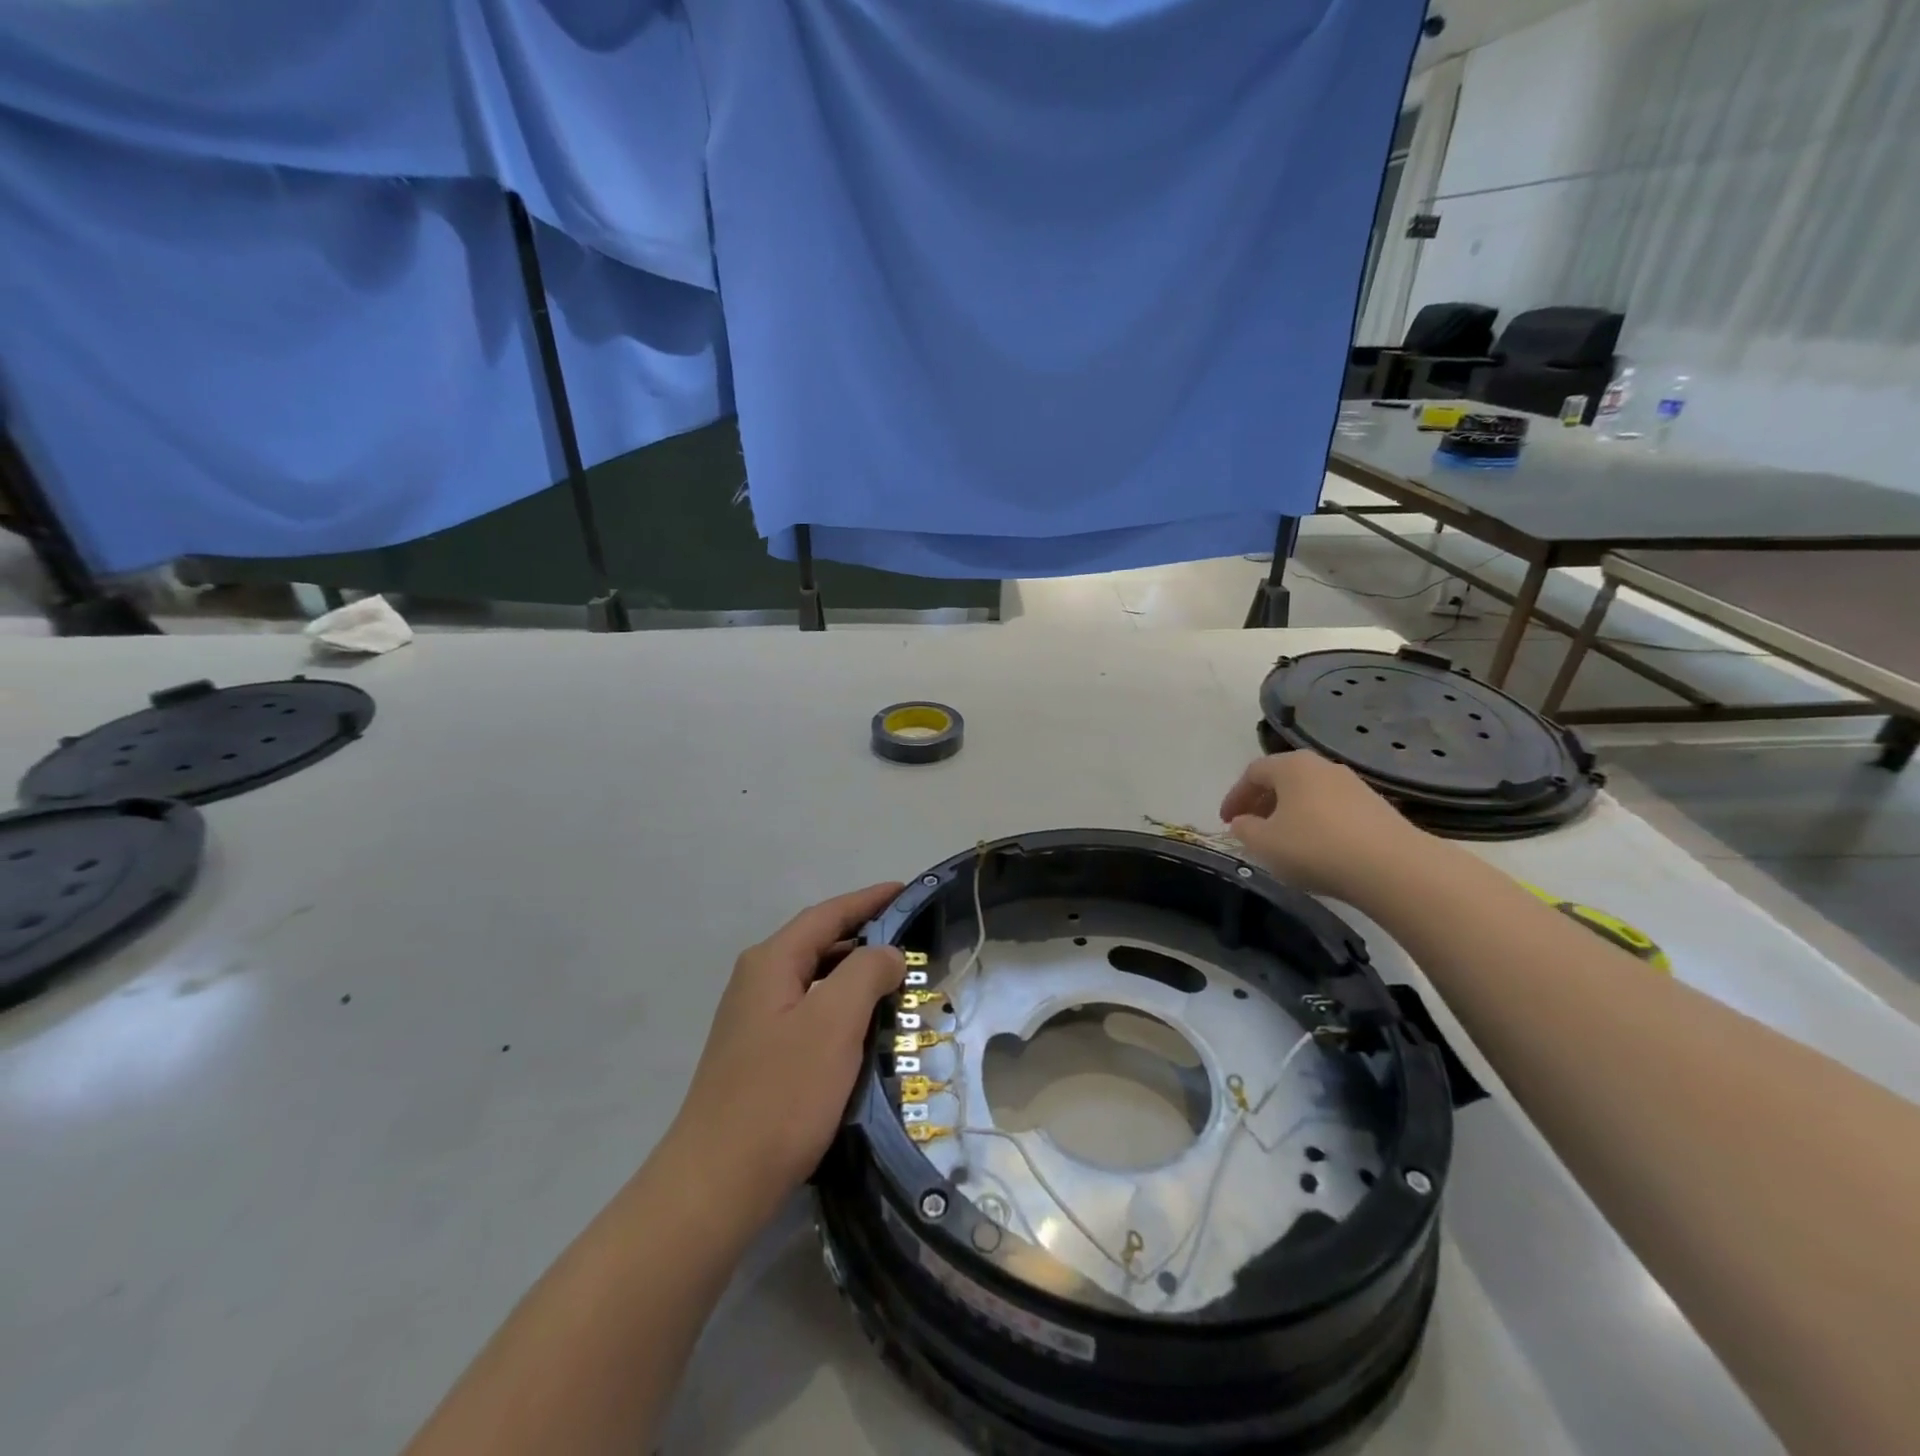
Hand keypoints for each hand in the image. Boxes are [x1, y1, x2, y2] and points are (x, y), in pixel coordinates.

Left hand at [661, 883, 906, 1228]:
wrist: (717, 1184)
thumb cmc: (781, 1094)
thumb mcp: (834, 1023)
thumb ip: (865, 973)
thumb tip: (886, 953)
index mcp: (771, 963)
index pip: (827, 915)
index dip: (868, 900)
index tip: (904, 890)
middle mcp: (758, 982)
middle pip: (819, 944)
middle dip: (865, 938)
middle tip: (912, 942)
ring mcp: (755, 1021)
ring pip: (816, 982)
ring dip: (856, 978)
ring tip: (898, 984)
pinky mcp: (760, 1057)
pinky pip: (811, 1015)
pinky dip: (842, 1011)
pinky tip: (866, 1032)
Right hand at [1220, 753, 1425, 897]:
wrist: (1394, 868)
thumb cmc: (1315, 848)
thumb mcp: (1264, 843)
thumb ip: (1245, 829)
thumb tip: (1242, 822)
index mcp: (1292, 765)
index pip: (1252, 773)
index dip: (1234, 797)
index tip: (1225, 821)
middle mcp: (1323, 766)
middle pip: (1283, 779)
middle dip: (1262, 802)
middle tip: (1250, 828)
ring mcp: (1354, 785)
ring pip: (1309, 794)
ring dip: (1289, 813)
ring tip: (1282, 840)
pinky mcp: (1377, 807)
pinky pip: (1333, 809)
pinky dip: (1316, 822)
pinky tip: (1316, 848)